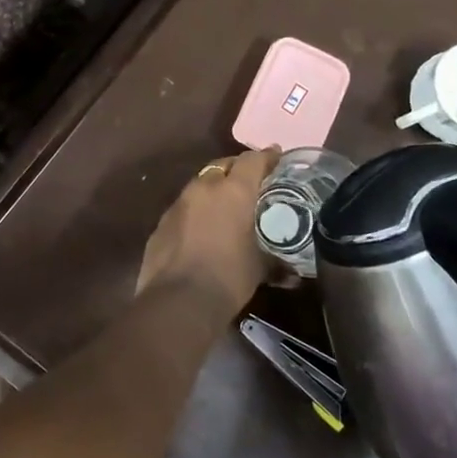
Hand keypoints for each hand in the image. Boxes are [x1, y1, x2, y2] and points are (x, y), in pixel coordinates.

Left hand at [136, 149, 282, 311]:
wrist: (178, 300)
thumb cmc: (228, 277)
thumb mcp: (259, 269)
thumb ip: (277, 265)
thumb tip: (295, 276)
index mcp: (233, 191)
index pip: (252, 160)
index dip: (266, 157)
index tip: (277, 157)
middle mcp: (204, 188)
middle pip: (223, 165)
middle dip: (237, 169)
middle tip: (252, 182)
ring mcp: (178, 203)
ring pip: (200, 184)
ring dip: (214, 189)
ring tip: (227, 206)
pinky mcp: (162, 222)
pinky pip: (184, 207)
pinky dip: (196, 211)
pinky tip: (202, 229)